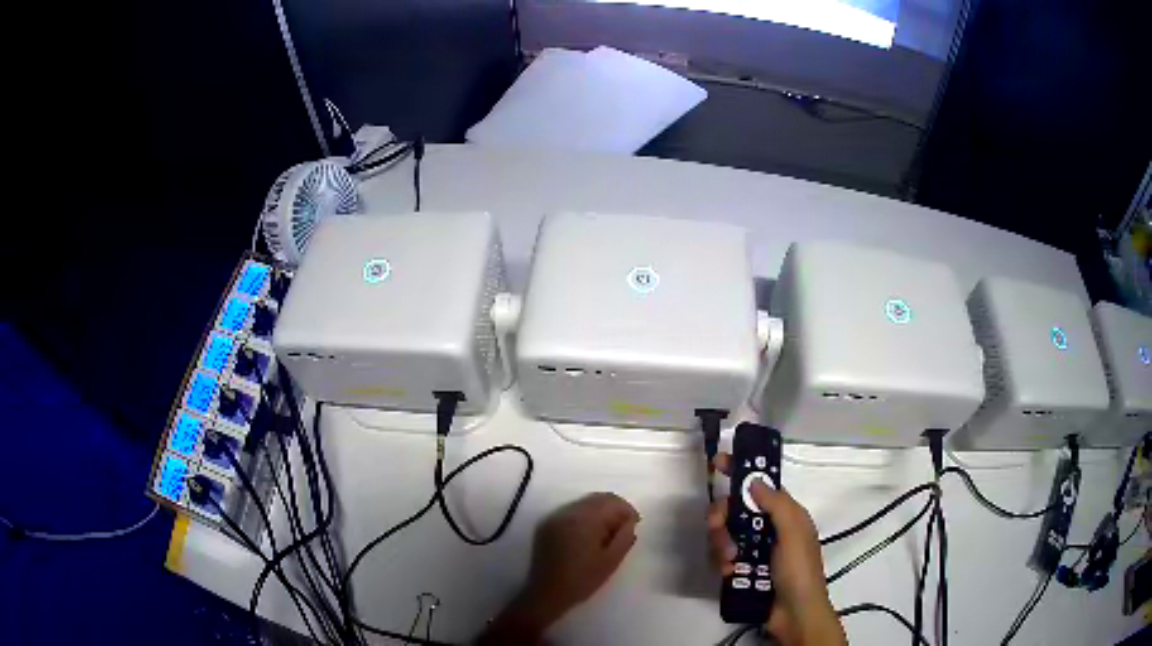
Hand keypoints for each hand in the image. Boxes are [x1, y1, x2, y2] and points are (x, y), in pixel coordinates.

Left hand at [478, 493, 639, 644]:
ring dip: (600, 512)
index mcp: (584, 519)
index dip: (627, 511)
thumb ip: (625, 536)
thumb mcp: (611, 560)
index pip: (612, 502)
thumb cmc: (583, 579)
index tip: (635, 525)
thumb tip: (629, 521)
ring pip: (584, 503)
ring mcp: (554, 517)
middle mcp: (567, 512)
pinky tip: (589, 536)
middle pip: (597, 498)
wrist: (547, 593)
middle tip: (623, 529)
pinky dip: (585, 517)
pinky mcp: (546, 525)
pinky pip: (571, 511)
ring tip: (607, 534)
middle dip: (614, 510)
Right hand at [708, 453, 845, 645]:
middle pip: (734, 510)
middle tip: (717, 526)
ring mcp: (752, 550)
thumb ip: (776, 505)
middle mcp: (766, 529)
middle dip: (722, 517)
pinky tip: (728, 572)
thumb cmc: (799, 570)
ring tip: (730, 561)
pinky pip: (721, 557)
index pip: (760, 486)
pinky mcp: (740, 569)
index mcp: (784, 515)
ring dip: (721, 544)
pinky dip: (721, 562)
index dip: (740, 473)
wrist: (793, 613)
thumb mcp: (794, 533)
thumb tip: (754, 480)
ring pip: (724, 534)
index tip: (717, 463)